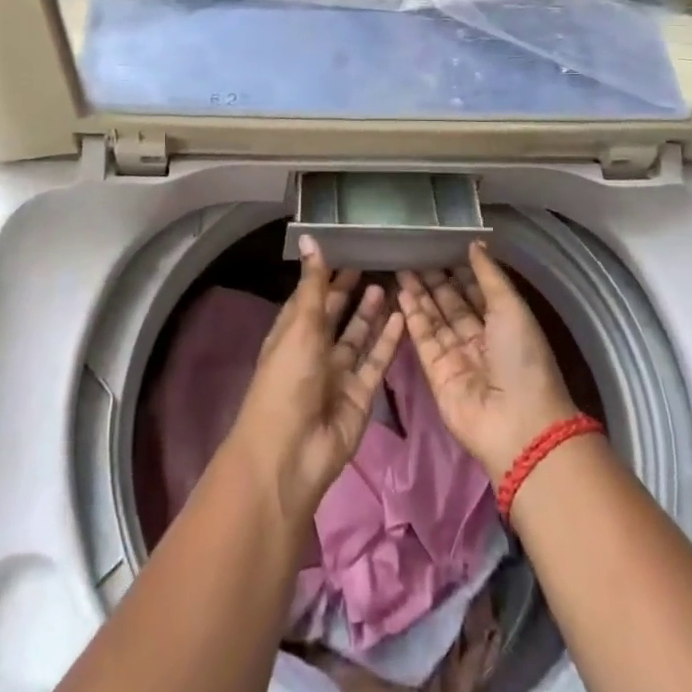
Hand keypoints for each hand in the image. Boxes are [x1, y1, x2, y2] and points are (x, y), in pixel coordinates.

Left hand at [227, 236, 405, 525]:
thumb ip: (312, 284)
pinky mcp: (360, 395)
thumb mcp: (300, 325)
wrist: (292, 452)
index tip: (347, 250)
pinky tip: (403, 317)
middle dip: (350, 292)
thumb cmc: (288, 380)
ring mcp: (338, 375)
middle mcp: (314, 351)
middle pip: (334, 316)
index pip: (309, 297)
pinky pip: (376, 362)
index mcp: (291, 334)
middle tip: (373, 262)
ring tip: (389, 284)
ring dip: (370, 314)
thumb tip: (309, 238)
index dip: (324, 276)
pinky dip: (388, 341)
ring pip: (358, 338)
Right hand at [397, 243, 580, 478]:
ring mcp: (456, 357)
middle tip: (413, 252)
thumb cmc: (522, 359)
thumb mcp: (511, 308)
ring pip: (434, 319)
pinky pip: (422, 339)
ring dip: (419, 294)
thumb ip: (489, 275)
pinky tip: (401, 293)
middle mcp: (480, 339)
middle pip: (452, 303)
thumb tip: (474, 243)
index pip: (477, 291)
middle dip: (434, 279)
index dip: (460, 269)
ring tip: (401, 266)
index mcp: (505, 324)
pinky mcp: (436, 373)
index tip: (440, 245)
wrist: (517, 424)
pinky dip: (412, 316)